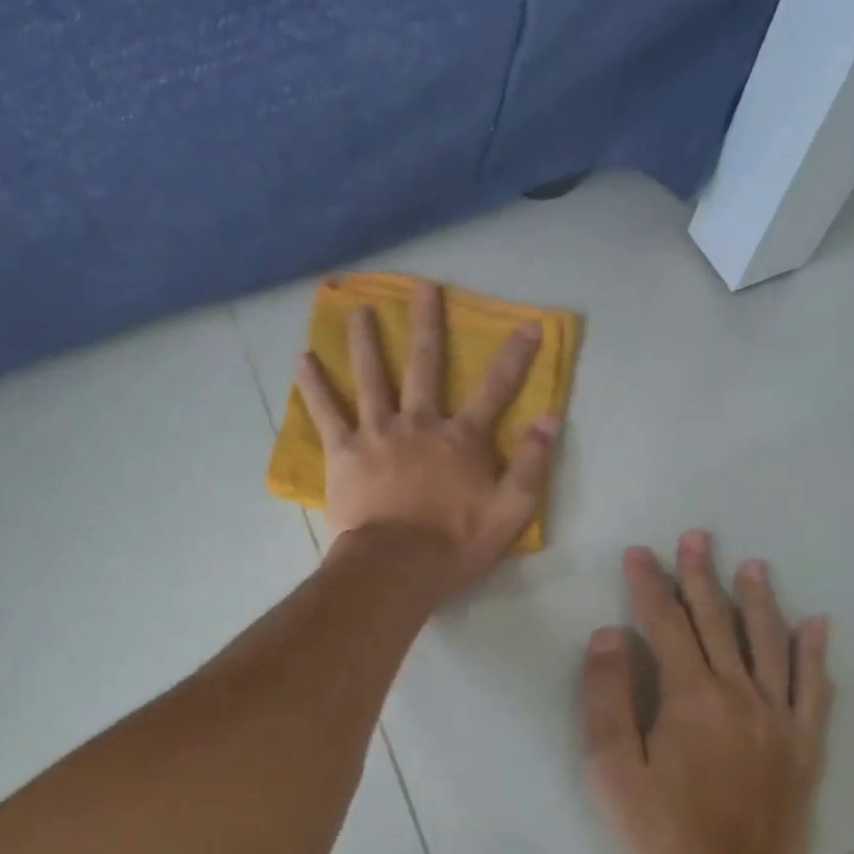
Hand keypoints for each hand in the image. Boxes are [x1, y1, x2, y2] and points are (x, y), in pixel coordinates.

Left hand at [294, 279, 557, 585]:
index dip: (515, 357)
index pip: (495, 389)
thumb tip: (550, 419)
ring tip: (358, 310)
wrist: (395, 567)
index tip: (528, 324)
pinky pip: (326, 413)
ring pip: (371, 377)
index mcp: (460, 438)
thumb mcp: (510, 511)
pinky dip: (314, 386)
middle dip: (426, 323)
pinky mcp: (343, 452)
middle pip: (424, 363)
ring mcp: (377, 433)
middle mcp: (419, 423)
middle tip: (422, 286)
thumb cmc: (454, 543)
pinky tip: (302, 360)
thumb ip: (532, 464)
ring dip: (365, 341)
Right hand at [580, 531, 832, 853]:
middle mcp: (740, 695)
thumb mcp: (611, 767)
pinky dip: (814, 654)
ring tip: (751, 565)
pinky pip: (814, 689)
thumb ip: (606, 696)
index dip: (649, 586)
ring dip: (757, 600)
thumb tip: (609, 635)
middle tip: (696, 538)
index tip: (639, 554)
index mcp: (690, 697)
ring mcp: (779, 719)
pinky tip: (817, 624)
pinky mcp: (803, 746)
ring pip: (769, 644)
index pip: (665, 625)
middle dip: (702, 577)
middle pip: (718, 623)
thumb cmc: (659, 831)